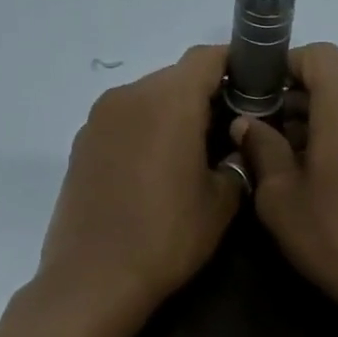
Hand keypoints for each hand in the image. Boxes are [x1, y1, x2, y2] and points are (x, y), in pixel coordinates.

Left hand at [33, 44, 243, 326]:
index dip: (236, 65)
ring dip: (173, 115)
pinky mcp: (81, 145)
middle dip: (206, 96)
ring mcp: (99, 120)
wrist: (93, 279)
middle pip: (176, 78)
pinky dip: (146, 132)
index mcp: (168, 101)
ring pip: (148, 100)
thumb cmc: (167, 237)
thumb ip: (235, 164)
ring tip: (192, 155)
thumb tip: (232, 151)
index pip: (207, 58)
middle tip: (229, 132)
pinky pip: (124, 123)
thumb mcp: (220, 204)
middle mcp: (129, 97)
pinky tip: (156, 172)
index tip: (256, 87)